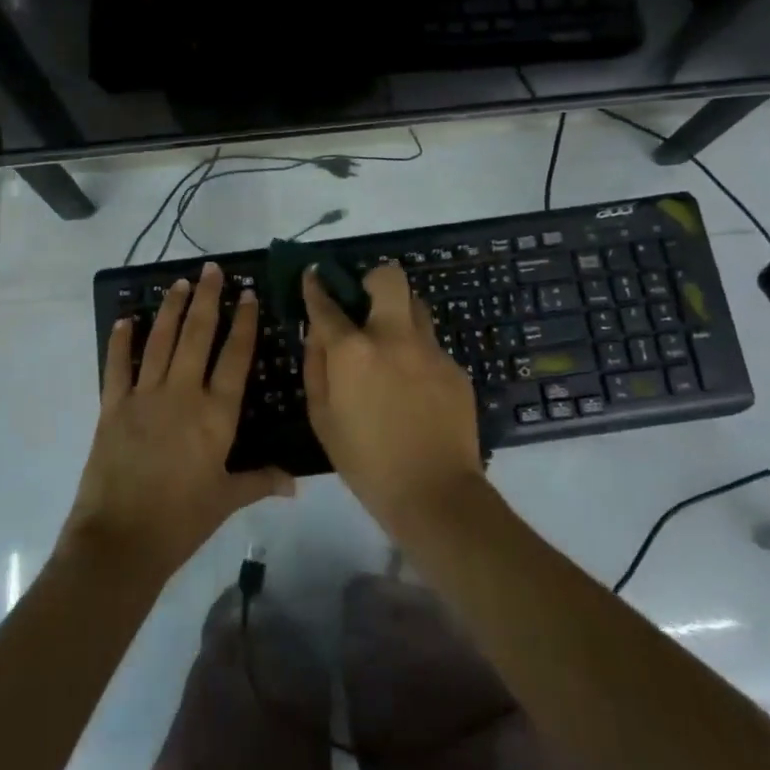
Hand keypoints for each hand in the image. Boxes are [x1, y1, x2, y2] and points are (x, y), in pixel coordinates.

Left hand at [66, 262, 292, 575]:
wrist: (121, 540)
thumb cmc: (182, 520)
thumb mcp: (226, 499)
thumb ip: (260, 481)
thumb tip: (296, 483)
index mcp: (216, 414)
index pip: (235, 357)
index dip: (243, 322)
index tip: (247, 293)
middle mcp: (183, 394)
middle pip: (197, 335)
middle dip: (206, 299)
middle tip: (211, 270)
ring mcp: (145, 397)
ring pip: (160, 341)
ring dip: (170, 309)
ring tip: (178, 282)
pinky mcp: (112, 407)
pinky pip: (117, 366)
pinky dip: (121, 342)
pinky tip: (124, 320)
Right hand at [301, 263, 483, 534]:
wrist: (435, 494)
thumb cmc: (366, 462)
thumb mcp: (322, 418)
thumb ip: (316, 366)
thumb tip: (317, 333)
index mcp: (354, 351)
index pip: (328, 304)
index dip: (316, 286)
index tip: (314, 275)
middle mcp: (394, 337)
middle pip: (389, 278)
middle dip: (373, 279)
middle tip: (365, 300)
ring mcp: (430, 350)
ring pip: (416, 307)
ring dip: (399, 313)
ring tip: (391, 344)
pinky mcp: (455, 367)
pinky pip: (431, 346)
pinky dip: (417, 355)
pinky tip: (414, 389)